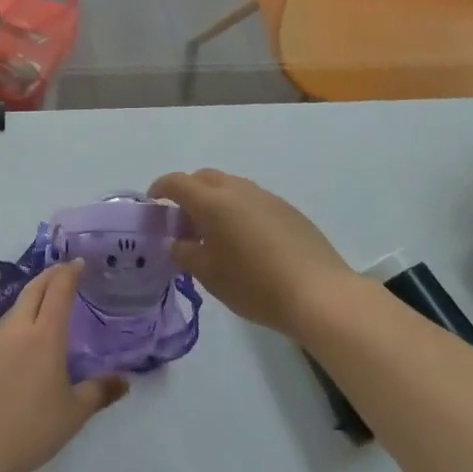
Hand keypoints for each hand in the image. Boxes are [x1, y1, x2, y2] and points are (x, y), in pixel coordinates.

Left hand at [0, 262, 126, 471]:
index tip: (79, 262)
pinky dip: (19, 319)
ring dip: (33, 295)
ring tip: (46, 299)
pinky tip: (23, 337)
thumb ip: (99, 393)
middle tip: (64, 270)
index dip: (70, 273)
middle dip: (50, 275)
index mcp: (45, 336)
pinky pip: (5, 327)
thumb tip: (126, 380)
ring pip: (17, 306)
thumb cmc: (29, 427)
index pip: (59, 291)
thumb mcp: (73, 414)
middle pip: (34, 290)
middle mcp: (19, 330)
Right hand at [150, 169, 354, 338]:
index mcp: (212, 201)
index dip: (160, 189)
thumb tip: (176, 242)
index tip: (153, 204)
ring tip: (214, 233)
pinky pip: (252, 200)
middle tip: (182, 221)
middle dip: (188, 192)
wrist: (319, 293)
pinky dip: (238, 210)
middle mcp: (238, 189)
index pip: (176, 182)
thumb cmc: (254, 285)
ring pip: (230, 187)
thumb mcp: (209, 275)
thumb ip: (184, 253)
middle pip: (204, 178)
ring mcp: (266, 196)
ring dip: (215, 200)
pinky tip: (245, 241)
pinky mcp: (287, 209)